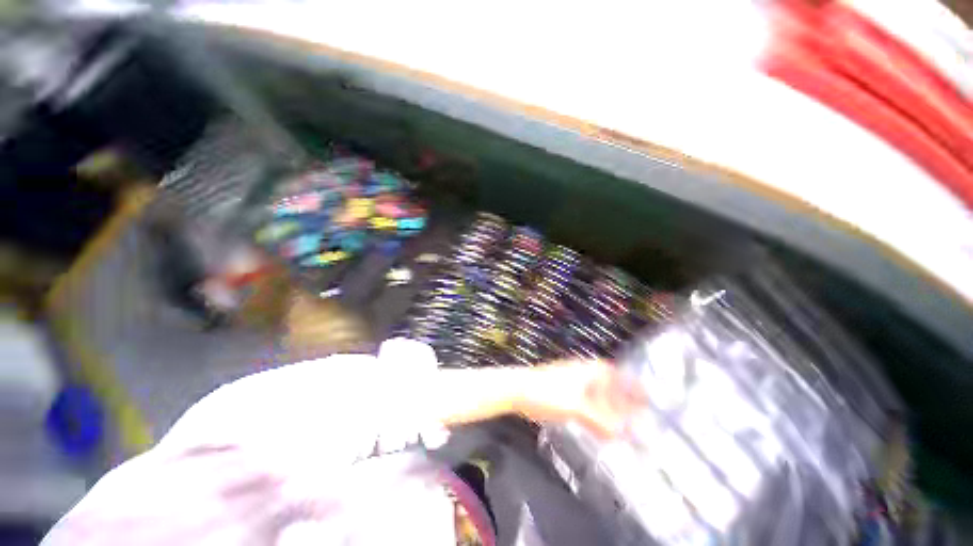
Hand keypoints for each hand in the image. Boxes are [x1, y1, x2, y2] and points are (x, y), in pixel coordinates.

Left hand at [514, 360, 646, 438]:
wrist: (520, 390)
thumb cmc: (548, 392)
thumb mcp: (576, 407)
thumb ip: (600, 421)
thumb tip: (622, 435)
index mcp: (588, 371)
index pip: (616, 375)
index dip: (632, 384)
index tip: (647, 397)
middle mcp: (583, 375)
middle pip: (609, 387)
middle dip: (624, 400)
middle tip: (641, 416)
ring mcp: (573, 385)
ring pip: (598, 397)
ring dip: (611, 409)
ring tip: (626, 426)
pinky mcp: (565, 396)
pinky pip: (587, 405)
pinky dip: (597, 415)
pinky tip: (602, 428)